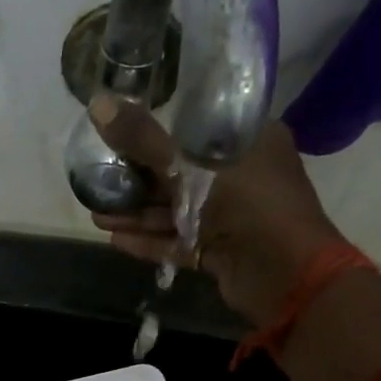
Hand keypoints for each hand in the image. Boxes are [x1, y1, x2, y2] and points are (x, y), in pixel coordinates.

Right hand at [87, 94, 354, 326]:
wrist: (285, 276)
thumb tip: (98, 105)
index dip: (156, 130)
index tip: (119, 133)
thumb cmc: (248, 205)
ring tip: (95, 214)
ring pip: (175, 211)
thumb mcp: (191, 167)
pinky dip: (150, 240)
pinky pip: (179, 241)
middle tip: (97, 179)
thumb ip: (144, 140)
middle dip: (136, 179)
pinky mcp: (219, 251)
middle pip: (179, 172)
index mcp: (248, 140)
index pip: (195, 127)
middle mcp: (240, 175)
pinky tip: (115, 239)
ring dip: (137, 213)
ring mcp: (230, 217)